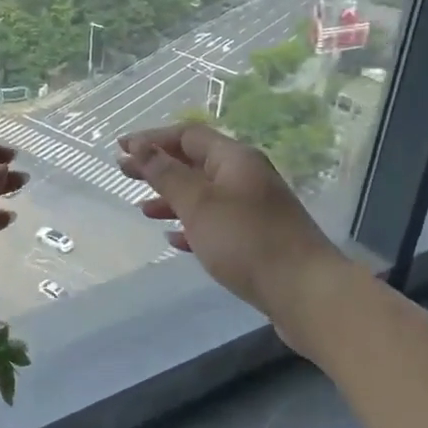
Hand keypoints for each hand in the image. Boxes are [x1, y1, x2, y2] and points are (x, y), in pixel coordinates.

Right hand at [119, 123, 338, 319]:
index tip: (121, 148)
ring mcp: (254, 208)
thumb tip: (139, 146)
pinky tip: (174, 241)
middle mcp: (246, 177)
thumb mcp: (198, 203)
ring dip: (172, 198)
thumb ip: (166, 174)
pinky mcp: (257, 238)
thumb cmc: (246, 241)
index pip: (188, 135)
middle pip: (195, 163)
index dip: (152, 139)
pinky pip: (216, 222)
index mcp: (234, 159)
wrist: (306, 292)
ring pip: (204, 194)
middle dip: (159, 167)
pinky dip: (192, 226)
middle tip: (124, 173)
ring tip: (144, 210)